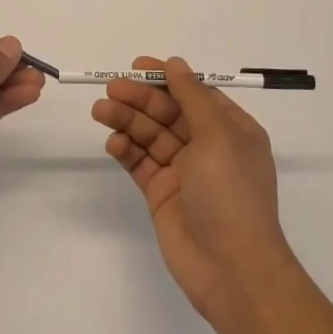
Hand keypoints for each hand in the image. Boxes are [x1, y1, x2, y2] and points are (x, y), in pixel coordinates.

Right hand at [92, 56, 300, 323]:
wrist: (232, 269)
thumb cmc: (231, 193)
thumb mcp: (218, 136)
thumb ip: (192, 97)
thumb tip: (175, 64)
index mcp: (231, 130)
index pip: (194, 93)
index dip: (166, 78)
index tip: (137, 66)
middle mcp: (208, 146)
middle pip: (168, 112)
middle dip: (140, 98)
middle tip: (110, 89)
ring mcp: (183, 171)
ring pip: (150, 135)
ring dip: (127, 120)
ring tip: (101, 111)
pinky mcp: (161, 193)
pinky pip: (140, 163)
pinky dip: (126, 150)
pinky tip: (113, 143)